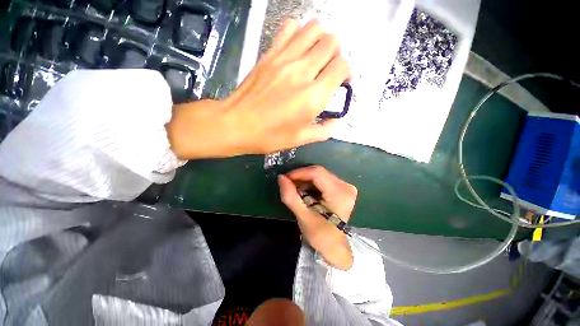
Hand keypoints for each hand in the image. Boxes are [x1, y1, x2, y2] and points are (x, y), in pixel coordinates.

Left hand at [166, 19, 350, 159]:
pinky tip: (296, 49)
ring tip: (315, 56)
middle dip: (336, 55)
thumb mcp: (300, 140)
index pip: (342, 67)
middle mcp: (302, 72)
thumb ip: (323, 130)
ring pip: (314, 29)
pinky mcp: (270, 54)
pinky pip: (290, 28)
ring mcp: (284, 59)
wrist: (236, 124)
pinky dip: (299, 33)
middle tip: (328, 70)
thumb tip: (335, 120)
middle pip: (331, 42)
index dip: (346, 73)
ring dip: (321, 40)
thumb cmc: (269, 136)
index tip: (341, 83)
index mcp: (313, 97)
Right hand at [278, 165, 356, 269]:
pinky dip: (311, 182)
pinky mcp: (343, 188)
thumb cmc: (320, 235)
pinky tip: (305, 190)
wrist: (335, 245)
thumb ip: (290, 196)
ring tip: (295, 189)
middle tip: (288, 184)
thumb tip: (281, 177)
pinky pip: (324, 178)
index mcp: (339, 194)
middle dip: (301, 176)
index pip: (317, 174)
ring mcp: (346, 186)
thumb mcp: (302, 216)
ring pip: (320, 174)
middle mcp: (346, 186)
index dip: (299, 173)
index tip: (286, 178)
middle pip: (319, 172)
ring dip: (305, 179)